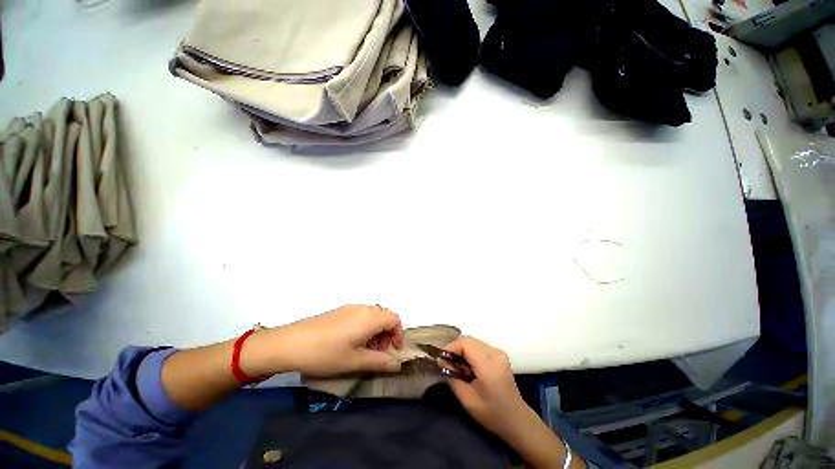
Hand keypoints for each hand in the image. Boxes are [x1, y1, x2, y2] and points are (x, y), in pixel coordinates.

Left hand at [243, 305, 403, 376]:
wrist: (290, 343)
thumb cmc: (326, 353)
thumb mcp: (354, 361)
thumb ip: (379, 362)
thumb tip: (397, 364)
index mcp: (369, 317)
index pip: (394, 319)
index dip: (398, 334)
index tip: (394, 351)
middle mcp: (362, 308)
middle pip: (384, 316)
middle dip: (386, 334)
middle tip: (378, 353)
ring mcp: (349, 308)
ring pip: (372, 316)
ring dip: (375, 332)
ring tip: (364, 351)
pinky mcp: (339, 311)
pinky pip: (360, 316)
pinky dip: (364, 328)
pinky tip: (350, 343)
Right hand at [444, 337, 527, 436]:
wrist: (517, 420)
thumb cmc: (492, 414)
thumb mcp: (467, 400)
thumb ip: (452, 377)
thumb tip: (440, 361)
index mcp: (489, 365)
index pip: (465, 344)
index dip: (450, 347)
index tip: (439, 357)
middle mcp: (495, 353)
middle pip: (469, 340)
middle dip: (454, 348)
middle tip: (444, 361)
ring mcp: (498, 352)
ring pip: (473, 341)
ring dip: (461, 349)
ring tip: (454, 364)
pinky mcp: (498, 354)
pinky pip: (479, 345)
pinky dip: (469, 351)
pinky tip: (466, 364)